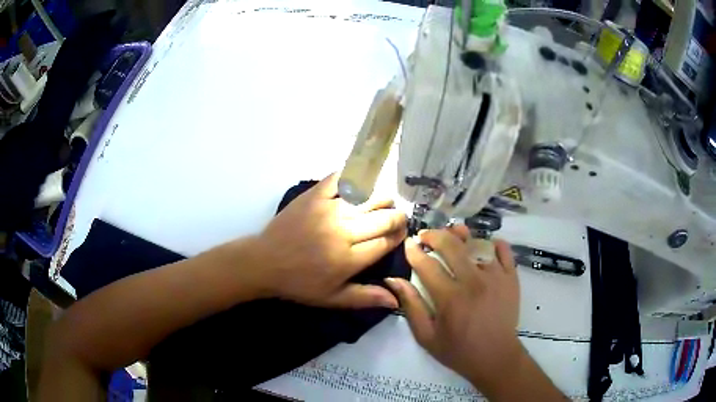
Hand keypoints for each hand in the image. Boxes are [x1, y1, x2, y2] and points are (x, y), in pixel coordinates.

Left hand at [253, 173, 406, 308]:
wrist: (264, 262)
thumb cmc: (299, 283)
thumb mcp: (332, 298)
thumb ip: (365, 297)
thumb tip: (396, 299)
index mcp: (349, 259)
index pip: (386, 242)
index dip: (399, 236)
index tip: (401, 233)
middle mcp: (343, 231)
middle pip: (383, 217)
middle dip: (397, 217)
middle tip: (395, 218)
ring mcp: (328, 209)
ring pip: (369, 196)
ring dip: (381, 198)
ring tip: (380, 203)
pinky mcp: (314, 195)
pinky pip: (341, 178)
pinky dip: (354, 177)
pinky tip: (360, 182)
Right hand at [386, 228, 522, 397]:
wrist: (496, 357)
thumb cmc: (458, 350)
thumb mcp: (426, 336)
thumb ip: (411, 306)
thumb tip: (393, 280)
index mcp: (450, 298)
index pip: (427, 264)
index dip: (414, 251)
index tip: (409, 244)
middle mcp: (474, 281)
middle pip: (452, 245)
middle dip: (434, 235)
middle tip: (425, 236)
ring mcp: (496, 277)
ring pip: (477, 243)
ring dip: (461, 235)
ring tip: (453, 234)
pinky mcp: (511, 277)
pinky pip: (503, 249)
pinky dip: (492, 243)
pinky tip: (483, 247)